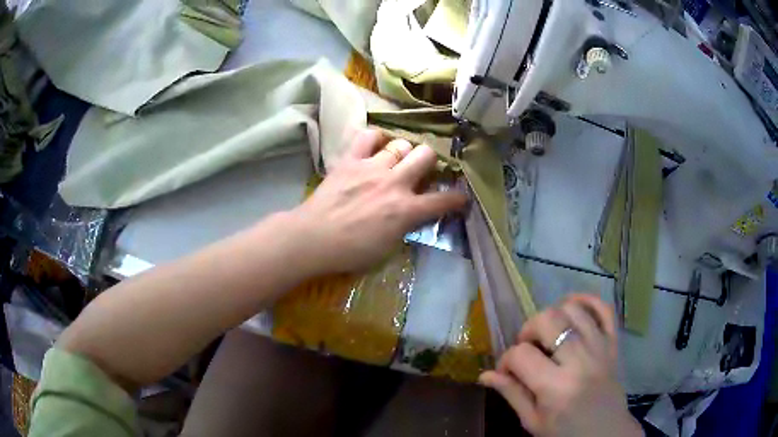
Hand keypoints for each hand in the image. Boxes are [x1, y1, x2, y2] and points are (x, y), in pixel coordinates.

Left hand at [291, 129, 466, 274]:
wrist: (313, 238)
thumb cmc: (350, 251)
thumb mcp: (387, 248)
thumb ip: (405, 226)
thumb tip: (414, 214)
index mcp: (406, 210)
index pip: (443, 200)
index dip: (458, 198)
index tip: (461, 197)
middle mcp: (395, 183)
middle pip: (426, 155)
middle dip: (431, 161)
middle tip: (423, 169)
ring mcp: (372, 167)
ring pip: (401, 144)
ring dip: (404, 151)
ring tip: (398, 159)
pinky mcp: (351, 160)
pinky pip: (368, 136)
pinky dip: (376, 138)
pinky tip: (376, 145)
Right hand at [480, 295, 641, 436]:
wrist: (605, 432)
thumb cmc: (566, 432)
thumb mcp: (533, 421)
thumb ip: (511, 394)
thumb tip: (485, 375)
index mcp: (556, 388)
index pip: (521, 355)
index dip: (505, 360)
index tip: (506, 371)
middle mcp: (580, 361)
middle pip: (547, 320)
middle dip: (528, 330)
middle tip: (527, 349)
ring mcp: (600, 348)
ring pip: (573, 309)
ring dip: (553, 315)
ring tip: (548, 333)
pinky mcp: (613, 343)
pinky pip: (604, 308)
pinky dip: (587, 300)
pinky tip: (571, 307)